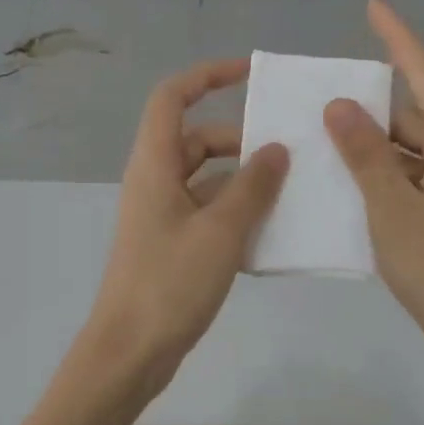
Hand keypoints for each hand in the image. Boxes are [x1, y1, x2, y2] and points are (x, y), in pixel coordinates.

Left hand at [84, 59, 288, 391]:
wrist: (131, 350)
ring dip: (244, 182)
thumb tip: (276, 149)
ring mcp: (161, 216)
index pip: (173, 98)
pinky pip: (207, 214)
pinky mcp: (171, 246)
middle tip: (290, 154)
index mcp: (154, 165)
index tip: (251, 73)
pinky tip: (271, 234)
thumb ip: (252, 187)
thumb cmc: (170, 283)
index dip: (208, 76)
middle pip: (197, 140)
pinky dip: (235, 215)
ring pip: (207, 181)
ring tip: (293, 193)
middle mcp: (154, 182)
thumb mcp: (220, 231)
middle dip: (242, 141)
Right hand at [324, 0, 423, 359]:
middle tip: (322, 104)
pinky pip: (419, 174)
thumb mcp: (391, 210)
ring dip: (376, 144)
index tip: (373, 7)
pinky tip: (354, 185)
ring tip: (327, 144)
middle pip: (418, 113)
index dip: (399, 40)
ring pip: (416, 147)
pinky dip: (388, 172)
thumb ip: (366, 156)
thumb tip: (339, 105)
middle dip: (372, 105)